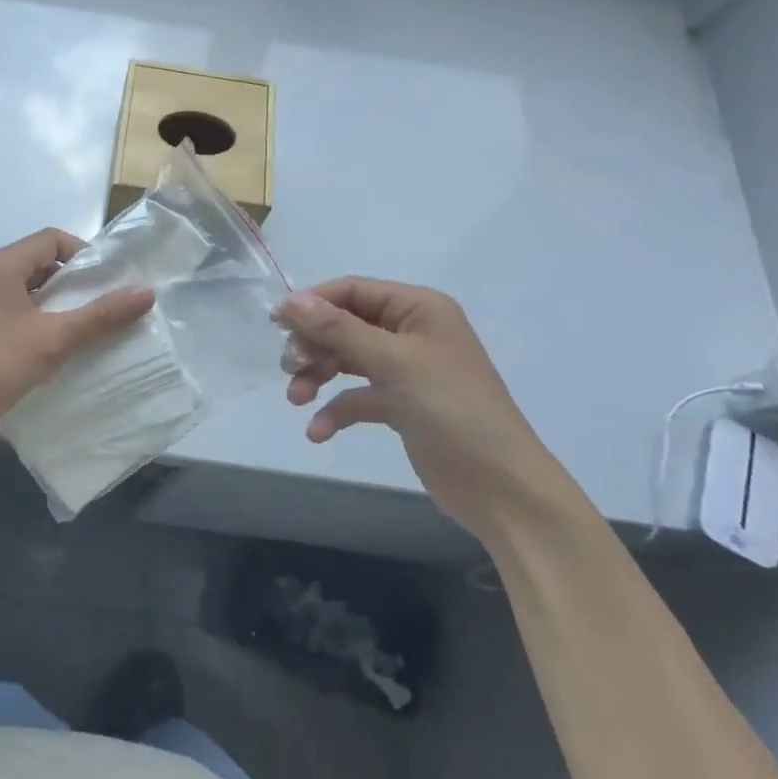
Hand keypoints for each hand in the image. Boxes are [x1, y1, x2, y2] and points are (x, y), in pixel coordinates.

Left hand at [0, 229, 155, 452]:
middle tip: (103, 309)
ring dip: (57, 305)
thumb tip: (146, 292)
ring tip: (84, 332)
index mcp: (2, 265)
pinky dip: (37, 321)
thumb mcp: (52, 340)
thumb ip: (100, 316)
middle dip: (75, 283)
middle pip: (41, 263)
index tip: (108, 284)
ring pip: (28, 290)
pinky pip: (14, 310)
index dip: (85, 255)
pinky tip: (51, 350)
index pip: (53, 239)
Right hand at [275, 278, 563, 541]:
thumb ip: (339, 329)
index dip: (313, 303)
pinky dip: (336, 410)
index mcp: (418, 309)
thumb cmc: (452, 410)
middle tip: (288, 367)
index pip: (353, 291)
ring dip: (318, 375)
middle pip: (346, 324)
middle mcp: (412, 332)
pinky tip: (318, 431)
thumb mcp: (393, 362)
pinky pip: (358, 397)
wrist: (501, 488)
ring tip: (295, 398)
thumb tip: (290, 300)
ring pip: (347, 360)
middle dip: (314, 344)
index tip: (276, 324)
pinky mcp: (402, 406)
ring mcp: (407, 370)